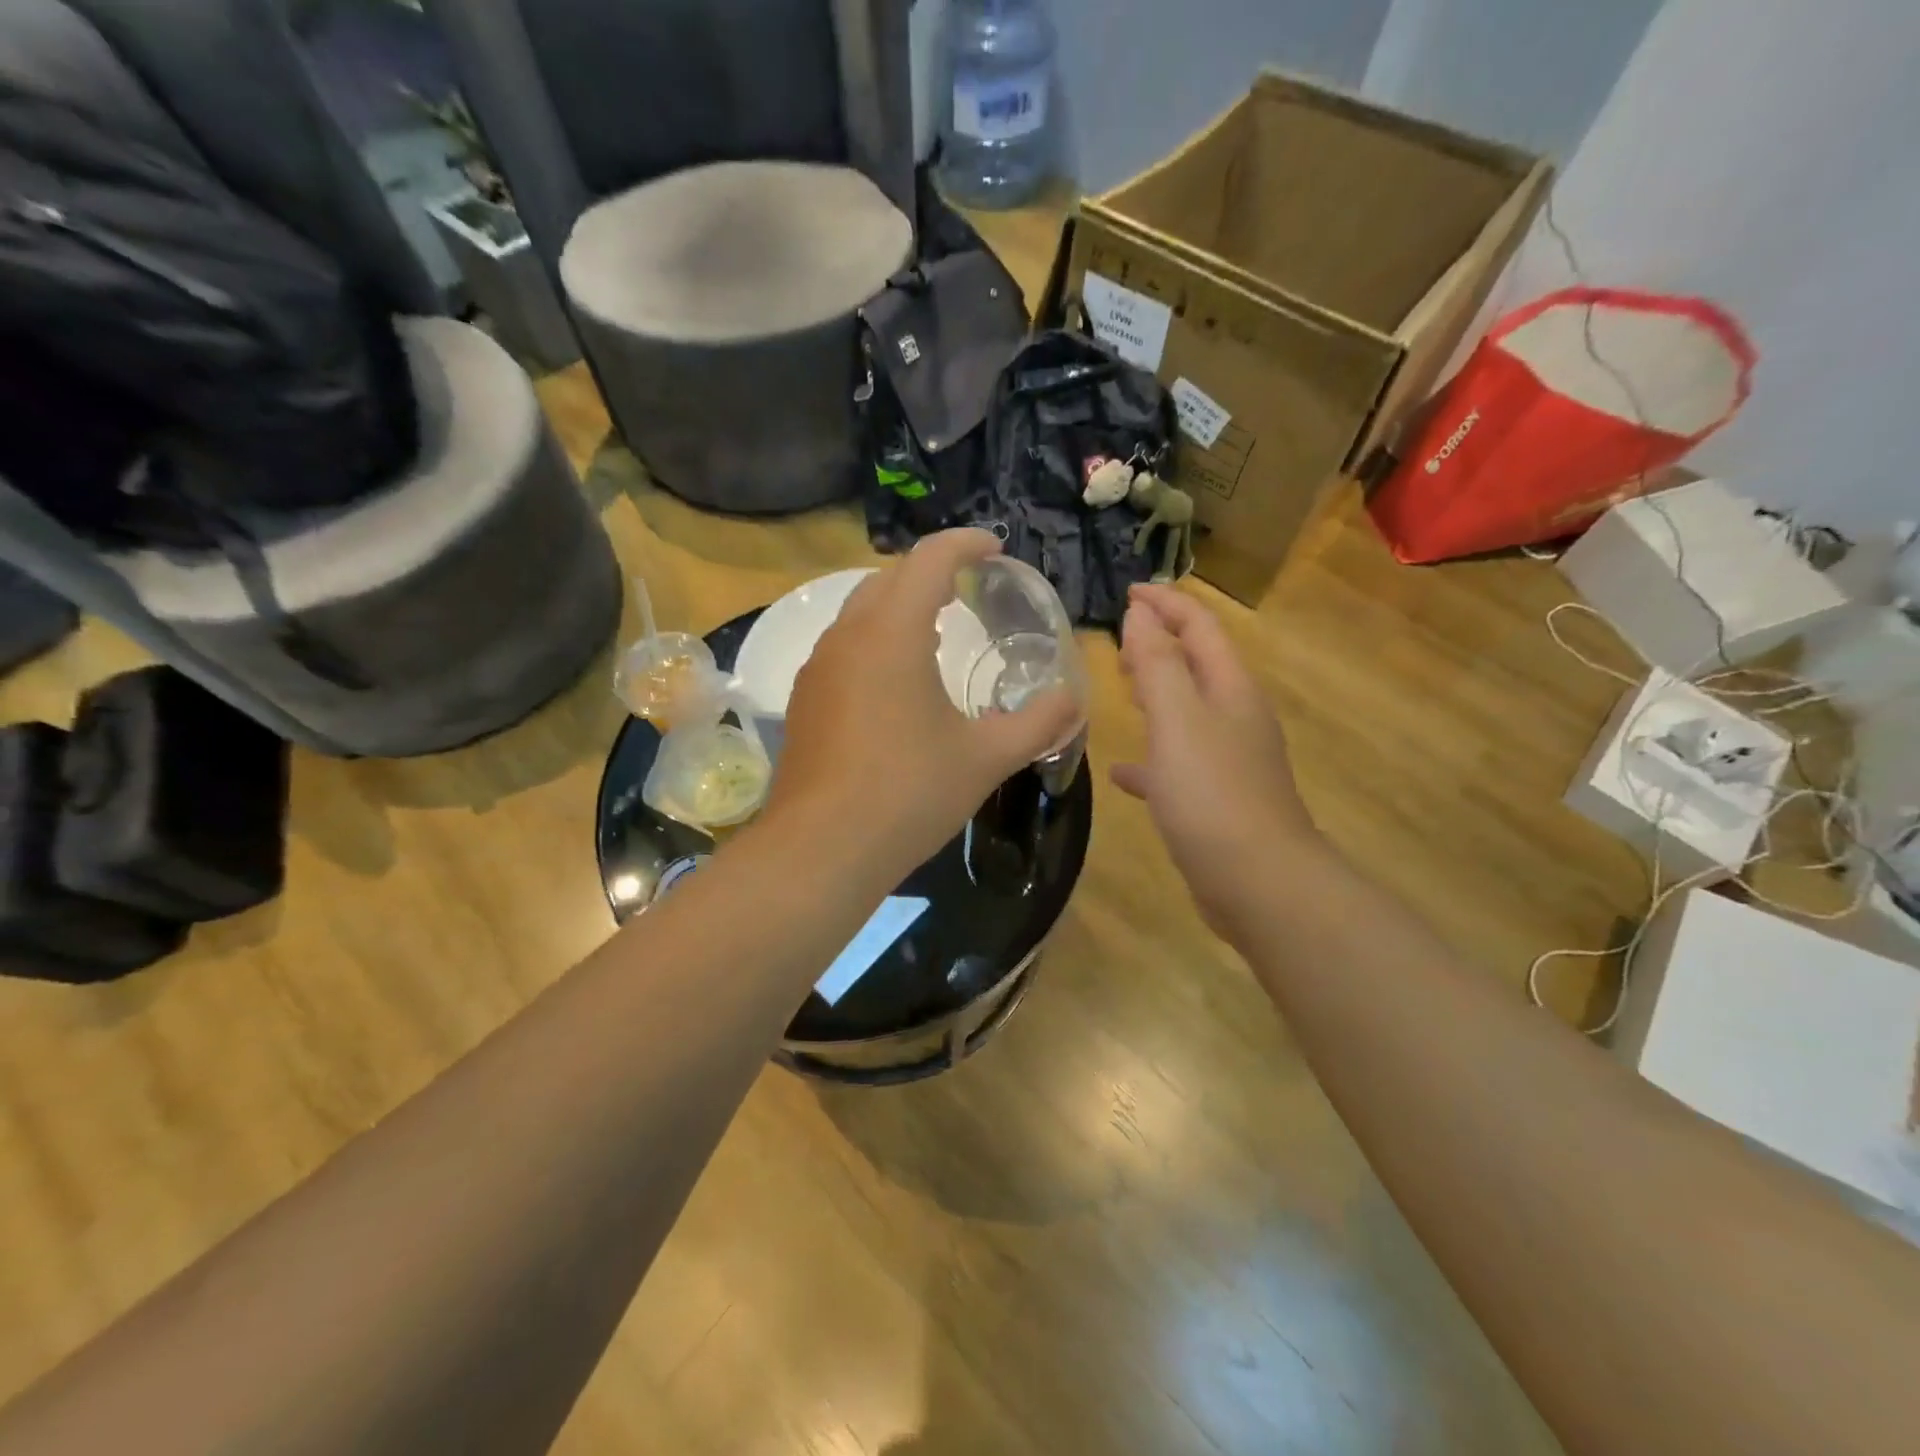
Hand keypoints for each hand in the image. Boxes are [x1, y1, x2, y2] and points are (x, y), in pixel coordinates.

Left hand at [769, 530, 1081, 874]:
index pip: (930, 559)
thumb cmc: (910, 794)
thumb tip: (1074, 700)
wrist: (822, 849)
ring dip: (899, 605)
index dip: (966, 543)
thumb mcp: (987, 758)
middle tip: (970, 588)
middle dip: (932, 571)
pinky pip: (844, 646)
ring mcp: (819, 667)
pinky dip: (876, 639)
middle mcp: (848, 635)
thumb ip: (1038, 722)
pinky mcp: (805, 699)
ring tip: (935, 629)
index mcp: (892, 633)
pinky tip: (896, 681)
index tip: (996, 547)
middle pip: (890, 577)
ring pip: (860, 611)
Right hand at [1112, 584, 1315, 930]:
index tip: (1127, 592)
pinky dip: (1152, 757)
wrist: (1258, 883)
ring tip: (1121, 685)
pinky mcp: (1217, 799)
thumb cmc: (1213, 794)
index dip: (1166, 604)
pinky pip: (1178, 763)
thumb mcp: (1178, 720)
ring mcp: (1229, 761)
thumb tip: (1140, 615)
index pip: (1200, 627)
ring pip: (1187, 712)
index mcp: (1231, 690)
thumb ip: (1157, 664)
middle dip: (1162, 643)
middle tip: (1120, 636)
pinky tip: (1124, 772)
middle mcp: (1235, 718)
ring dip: (1157, 693)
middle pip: (1198, 664)